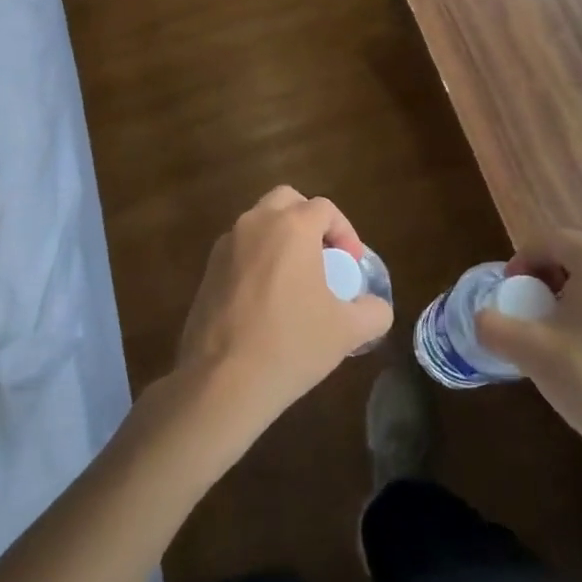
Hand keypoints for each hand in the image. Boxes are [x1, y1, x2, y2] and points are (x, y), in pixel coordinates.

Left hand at [172, 187, 392, 444]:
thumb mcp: (348, 331)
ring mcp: (225, 245)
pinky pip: (239, 250)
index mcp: (291, 227)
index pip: (324, 208)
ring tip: (295, 281)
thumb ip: (373, 311)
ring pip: (259, 223)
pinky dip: (256, 260)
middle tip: (323, 257)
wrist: (223, 380)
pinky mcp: (207, 269)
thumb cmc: (291, 344)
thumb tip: (375, 307)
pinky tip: (265, 300)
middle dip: (308, 221)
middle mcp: (255, 224)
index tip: (351, 264)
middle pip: (287, 201)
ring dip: (280, 239)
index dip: (345, 231)